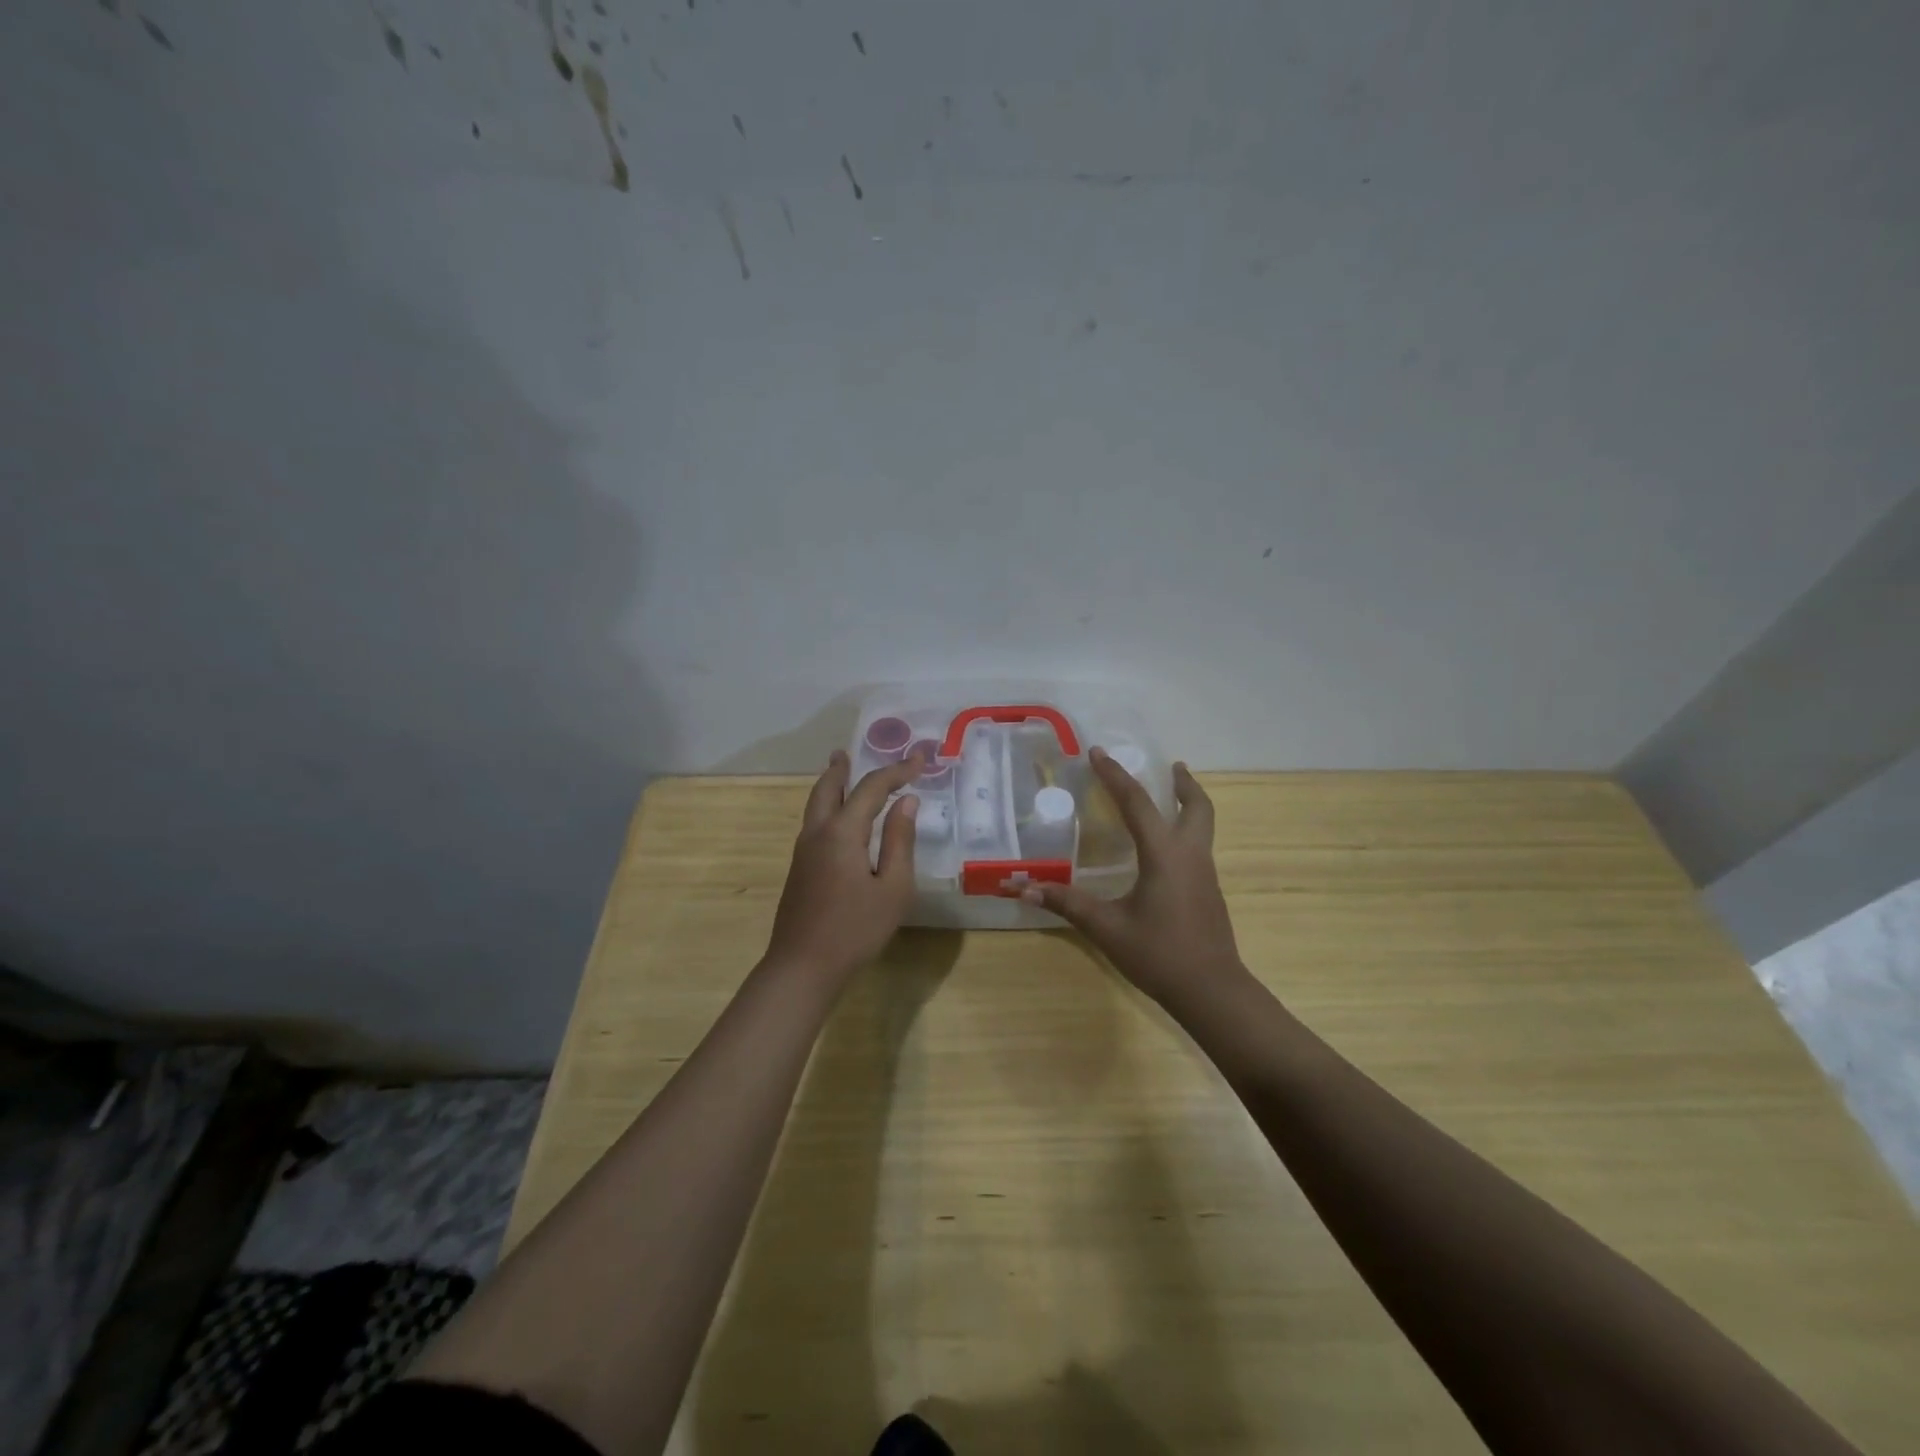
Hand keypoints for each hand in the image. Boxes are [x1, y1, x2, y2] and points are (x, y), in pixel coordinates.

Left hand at [766, 750, 921, 985]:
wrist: (802, 967)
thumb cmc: (855, 929)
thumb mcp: (893, 888)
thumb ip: (899, 841)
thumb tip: (906, 803)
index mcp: (842, 832)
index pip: (872, 788)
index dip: (897, 771)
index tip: (920, 760)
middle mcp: (817, 832)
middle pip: (828, 787)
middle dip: (844, 768)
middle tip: (851, 752)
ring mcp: (803, 851)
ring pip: (816, 804)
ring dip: (831, 784)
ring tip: (841, 771)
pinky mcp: (799, 869)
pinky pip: (814, 821)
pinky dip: (827, 805)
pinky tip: (838, 818)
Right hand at [1022, 749, 1242, 1006]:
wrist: (1212, 991)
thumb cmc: (1159, 953)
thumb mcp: (1107, 927)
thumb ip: (1067, 903)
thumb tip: (1023, 888)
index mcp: (1164, 854)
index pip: (1137, 803)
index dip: (1115, 775)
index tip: (1098, 752)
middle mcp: (1190, 855)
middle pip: (1197, 807)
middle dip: (1183, 783)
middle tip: (1170, 766)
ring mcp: (1205, 874)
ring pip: (1203, 825)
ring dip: (1188, 804)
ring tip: (1171, 796)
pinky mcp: (1208, 892)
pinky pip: (1199, 846)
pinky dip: (1186, 830)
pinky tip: (1166, 849)